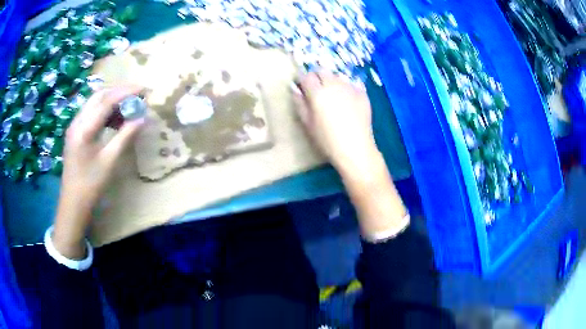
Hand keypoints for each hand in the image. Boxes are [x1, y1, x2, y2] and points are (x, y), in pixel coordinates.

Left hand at [53, 87, 144, 258]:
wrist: (73, 202)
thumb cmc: (90, 185)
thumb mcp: (110, 161)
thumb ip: (125, 136)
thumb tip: (142, 118)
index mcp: (84, 128)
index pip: (107, 100)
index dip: (127, 92)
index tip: (145, 89)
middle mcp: (77, 121)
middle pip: (100, 95)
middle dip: (119, 92)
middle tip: (137, 97)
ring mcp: (75, 125)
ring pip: (95, 102)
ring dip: (112, 101)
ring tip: (128, 110)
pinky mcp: (76, 132)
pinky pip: (91, 113)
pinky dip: (105, 111)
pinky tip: (114, 121)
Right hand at [292, 71, 378, 173]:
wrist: (356, 149)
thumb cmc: (327, 140)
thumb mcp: (307, 124)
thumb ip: (300, 103)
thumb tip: (295, 89)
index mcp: (318, 93)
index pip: (306, 76)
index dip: (303, 80)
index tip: (302, 88)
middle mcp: (334, 85)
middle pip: (322, 71)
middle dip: (317, 77)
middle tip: (317, 91)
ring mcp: (350, 87)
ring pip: (337, 76)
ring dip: (331, 82)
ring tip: (333, 97)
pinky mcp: (362, 93)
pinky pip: (350, 84)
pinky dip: (345, 89)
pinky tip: (347, 102)